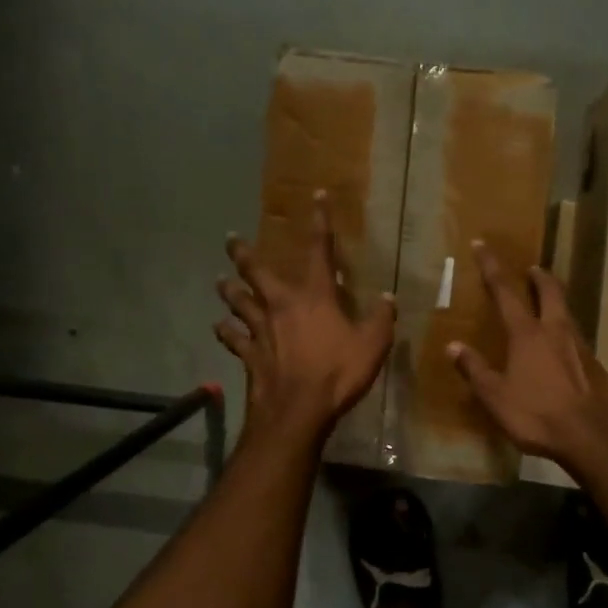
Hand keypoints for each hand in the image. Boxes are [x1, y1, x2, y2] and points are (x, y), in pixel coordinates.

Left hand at [216, 192, 395, 446]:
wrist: (298, 410)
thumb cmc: (338, 373)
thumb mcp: (372, 345)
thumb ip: (380, 319)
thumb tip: (388, 298)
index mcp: (315, 296)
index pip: (319, 250)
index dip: (320, 222)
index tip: (316, 197)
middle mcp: (281, 305)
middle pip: (256, 272)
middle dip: (243, 253)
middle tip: (231, 239)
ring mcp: (260, 330)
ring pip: (238, 302)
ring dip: (229, 290)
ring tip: (220, 281)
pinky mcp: (248, 354)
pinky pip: (232, 338)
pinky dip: (225, 331)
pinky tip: (220, 328)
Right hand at [446, 242, 607, 472]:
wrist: (590, 436)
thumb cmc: (536, 414)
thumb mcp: (495, 397)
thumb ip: (475, 369)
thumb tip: (453, 346)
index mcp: (527, 334)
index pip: (505, 291)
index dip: (491, 266)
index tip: (482, 244)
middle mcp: (555, 331)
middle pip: (549, 291)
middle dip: (538, 276)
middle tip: (531, 268)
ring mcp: (579, 346)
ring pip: (566, 312)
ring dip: (555, 300)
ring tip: (546, 302)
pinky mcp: (594, 364)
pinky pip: (576, 337)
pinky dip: (565, 330)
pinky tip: (562, 346)